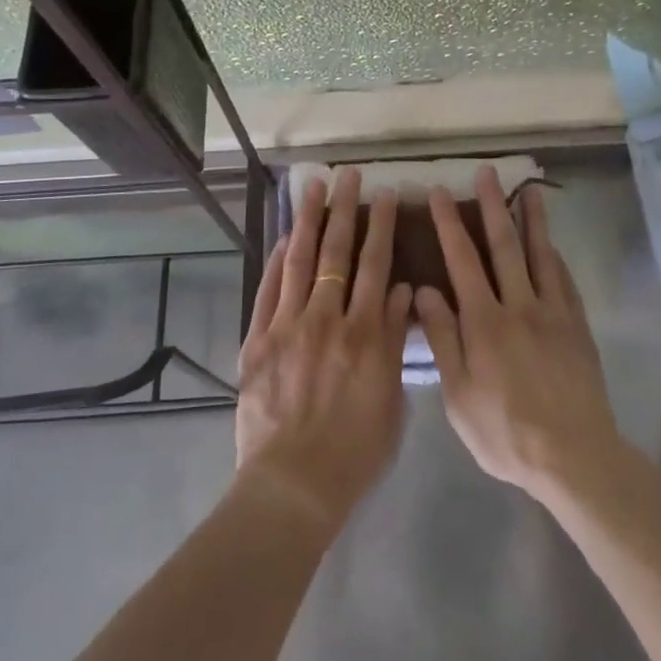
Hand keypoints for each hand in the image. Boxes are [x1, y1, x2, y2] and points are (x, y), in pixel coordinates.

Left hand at [235, 169, 413, 532]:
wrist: (293, 485)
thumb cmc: (354, 452)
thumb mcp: (391, 399)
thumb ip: (395, 341)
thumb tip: (403, 292)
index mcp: (365, 333)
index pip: (377, 265)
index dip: (382, 226)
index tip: (387, 195)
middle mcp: (327, 318)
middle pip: (337, 252)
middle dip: (345, 209)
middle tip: (348, 176)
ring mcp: (288, 326)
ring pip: (299, 260)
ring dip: (307, 220)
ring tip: (312, 187)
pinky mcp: (257, 340)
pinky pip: (268, 290)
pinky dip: (276, 261)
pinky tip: (282, 238)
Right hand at [415, 167, 622, 500]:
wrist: (573, 457)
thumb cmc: (505, 432)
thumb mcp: (458, 395)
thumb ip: (442, 338)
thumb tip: (424, 290)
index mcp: (484, 322)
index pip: (462, 260)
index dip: (449, 223)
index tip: (440, 192)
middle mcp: (519, 306)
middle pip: (504, 245)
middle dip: (492, 205)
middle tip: (486, 173)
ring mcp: (553, 313)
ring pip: (540, 255)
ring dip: (532, 219)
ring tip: (529, 189)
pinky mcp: (577, 326)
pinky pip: (564, 280)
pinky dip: (555, 256)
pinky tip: (551, 243)